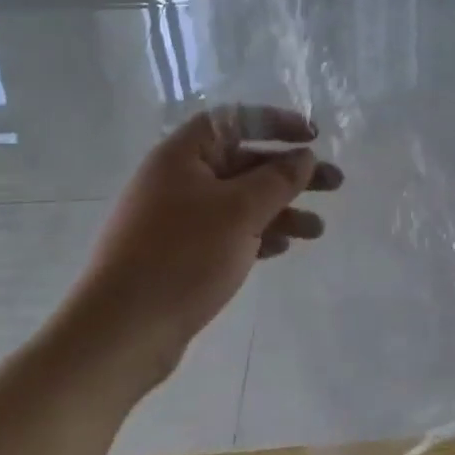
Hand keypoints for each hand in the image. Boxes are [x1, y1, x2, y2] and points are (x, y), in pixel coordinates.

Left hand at [65, 106, 342, 391]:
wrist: (120, 334)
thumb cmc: (181, 256)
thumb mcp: (239, 211)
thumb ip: (278, 178)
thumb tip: (303, 156)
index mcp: (183, 155)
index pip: (236, 120)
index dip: (277, 122)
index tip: (313, 137)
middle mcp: (178, 179)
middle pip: (245, 162)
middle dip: (291, 173)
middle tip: (335, 184)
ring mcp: (177, 218)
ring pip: (241, 201)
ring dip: (281, 210)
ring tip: (317, 231)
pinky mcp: (180, 253)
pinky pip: (228, 231)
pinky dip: (257, 235)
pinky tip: (282, 249)